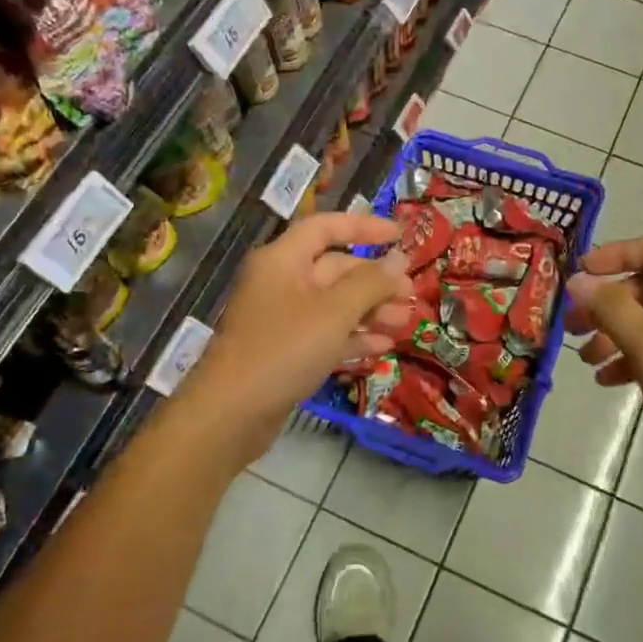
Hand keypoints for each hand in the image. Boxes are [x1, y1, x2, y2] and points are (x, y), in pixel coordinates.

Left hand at [177, 212, 413, 466]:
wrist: (231, 414)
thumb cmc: (283, 350)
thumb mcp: (334, 313)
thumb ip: (370, 283)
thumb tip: (399, 258)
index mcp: (283, 260)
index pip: (326, 227)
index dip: (364, 227)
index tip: (400, 235)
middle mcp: (281, 283)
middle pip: (334, 269)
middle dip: (375, 280)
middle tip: (411, 294)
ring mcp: (281, 319)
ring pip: (334, 305)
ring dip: (370, 311)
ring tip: (405, 322)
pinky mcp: (285, 352)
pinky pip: (325, 334)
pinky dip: (352, 337)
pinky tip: (382, 346)